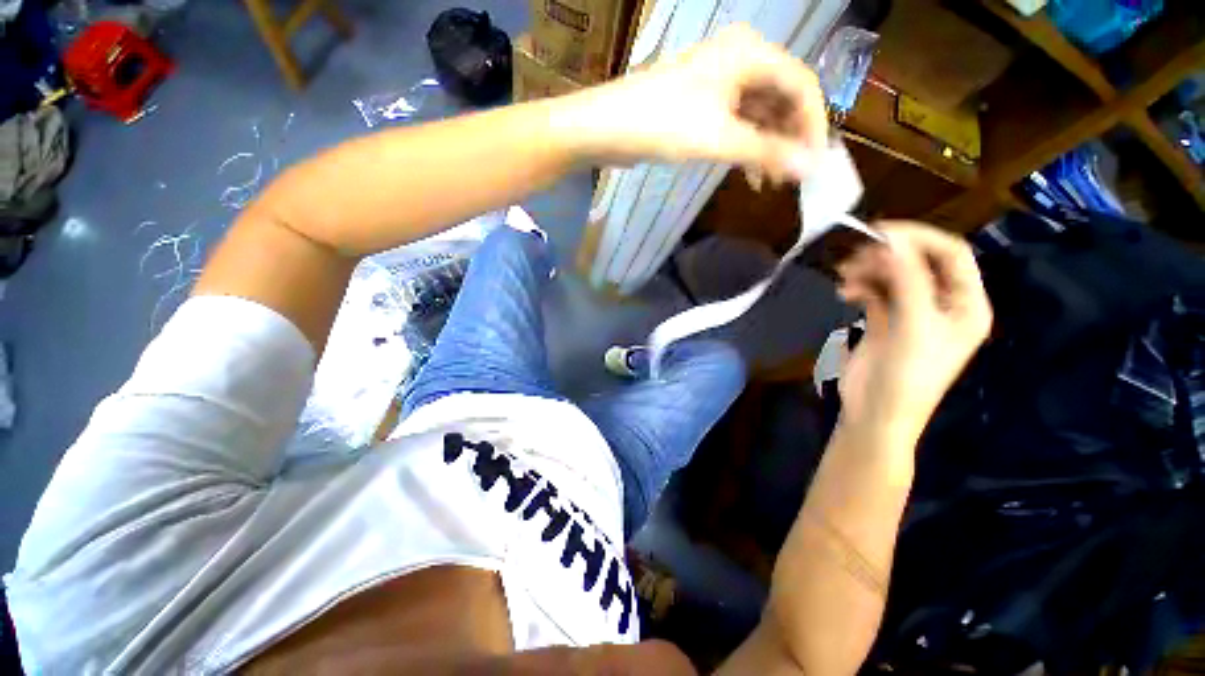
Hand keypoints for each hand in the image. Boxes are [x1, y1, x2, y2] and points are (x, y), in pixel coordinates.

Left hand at [560, 24, 828, 181]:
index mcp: (750, 54)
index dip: (813, 124)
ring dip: (767, 147)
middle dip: (789, 138)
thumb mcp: (719, 138)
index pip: (801, 84)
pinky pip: (737, 123)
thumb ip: (766, 152)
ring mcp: (719, 82)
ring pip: (758, 114)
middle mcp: (739, 60)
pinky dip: (746, 147)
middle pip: (781, 98)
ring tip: (770, 182)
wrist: (605, 128)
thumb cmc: (662, 124)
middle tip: (792, 177)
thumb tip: (809, 169)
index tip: (815, 162)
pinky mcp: (701, 104)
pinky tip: (749, 173)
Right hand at [837, 222, 992, 447]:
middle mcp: (941, 304)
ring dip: (869, 271)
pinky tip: (844, 293)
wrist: (874, 413)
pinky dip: (860, 287)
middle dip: (888, 255)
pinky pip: (874, 292)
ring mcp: (911, 312)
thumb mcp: (913, 326)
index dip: (919, 237)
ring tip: (845, 277)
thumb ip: (907, 280)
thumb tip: (890, 241)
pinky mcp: (885, 321)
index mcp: (965, 304)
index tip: (880, 232)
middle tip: (856, 255)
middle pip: (919, 262)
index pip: (951, 254)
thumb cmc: (906, 375)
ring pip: (893, 276)